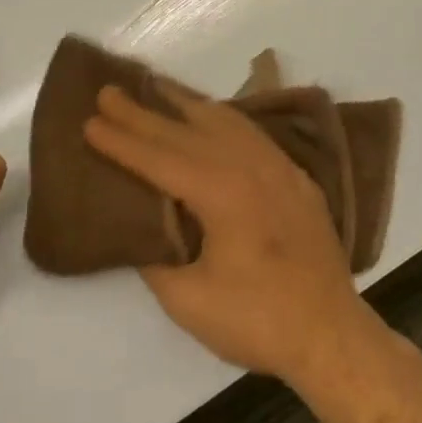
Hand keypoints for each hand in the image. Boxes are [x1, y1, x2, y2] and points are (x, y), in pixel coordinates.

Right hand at [83, 81, 376, 383]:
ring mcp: (279, 167)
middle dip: (143, 112)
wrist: (332, 334)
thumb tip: (141, 229)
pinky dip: (223, 119)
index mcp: (222, 192)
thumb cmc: (257, 320)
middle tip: (108, 92)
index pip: (160, 158)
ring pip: (224, 121)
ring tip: (155, 88)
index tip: (89, 121)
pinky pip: (251, 134)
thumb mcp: (188, 300)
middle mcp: (251, 166)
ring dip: (185, 104)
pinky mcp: (295, 178)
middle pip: (187, 131)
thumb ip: (156, 257)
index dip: (122, 141)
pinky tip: (211, 117)